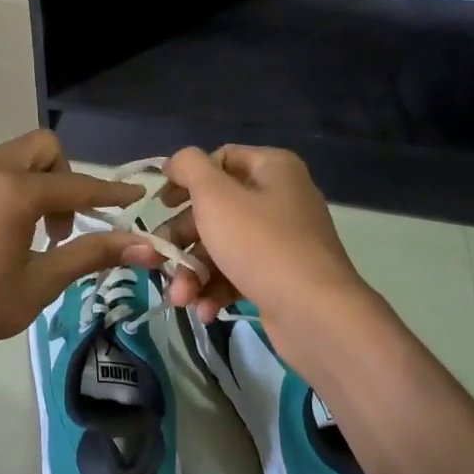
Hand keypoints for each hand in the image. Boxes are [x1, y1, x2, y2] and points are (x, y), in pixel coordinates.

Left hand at [0, 131, 148, 382]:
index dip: (109, 191)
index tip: (136, 194)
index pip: (75, 185)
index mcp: (13, 191)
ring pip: (7, 160)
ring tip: (29, 237)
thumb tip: (142, 245)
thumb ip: (90, 254)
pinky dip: (1, 195)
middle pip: (40, 149)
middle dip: (63, 177)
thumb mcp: (40, 283)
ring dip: (32, 185)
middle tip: (61, 226)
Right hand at [159, 145, 379, 370]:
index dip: (186, 179)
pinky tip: (205, 310)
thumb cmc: (260, 244)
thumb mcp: (215, 197)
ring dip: (194, 272)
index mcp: (272, 169)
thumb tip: (178, 161)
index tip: (160, 204)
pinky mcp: (280, 276)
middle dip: (183, 240)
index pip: (220, 160)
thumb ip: (190, 168)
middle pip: (216, 209)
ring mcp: (282, 240)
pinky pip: (238, 273)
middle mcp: (280, 198)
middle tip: (159, 259)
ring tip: (180, 299)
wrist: (315, 313)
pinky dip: (217, 289)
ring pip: (222, 246)